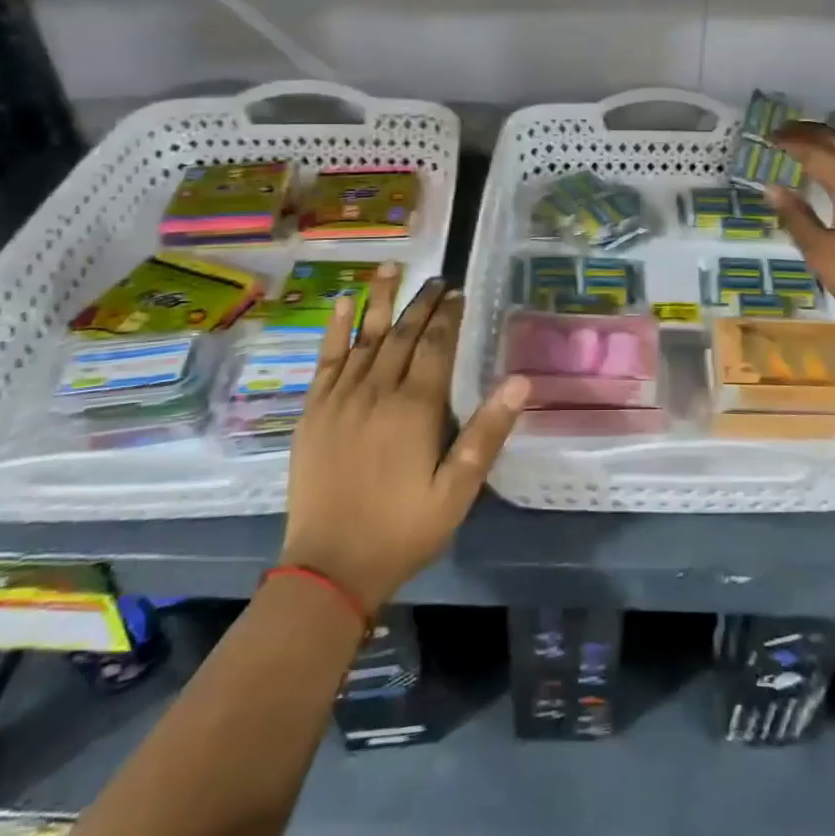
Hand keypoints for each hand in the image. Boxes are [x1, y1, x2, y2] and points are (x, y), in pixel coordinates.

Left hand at [281, 270, 527, 612]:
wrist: (330, 566)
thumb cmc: (403, 529)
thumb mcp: (458, 490)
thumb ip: (487, 432)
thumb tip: (520, 380)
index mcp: (416, 408)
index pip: (436, 346)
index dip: (448, 316)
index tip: (457, 292)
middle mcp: (378, 391)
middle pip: (404, 334)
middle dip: (422, 303)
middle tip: (436, 279)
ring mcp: (341, 398)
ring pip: (365, 337)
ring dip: (380, 300)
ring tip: (392, 268)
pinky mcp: (314, 411)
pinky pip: (326, 359)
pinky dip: (335, 328)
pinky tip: (341, 303)